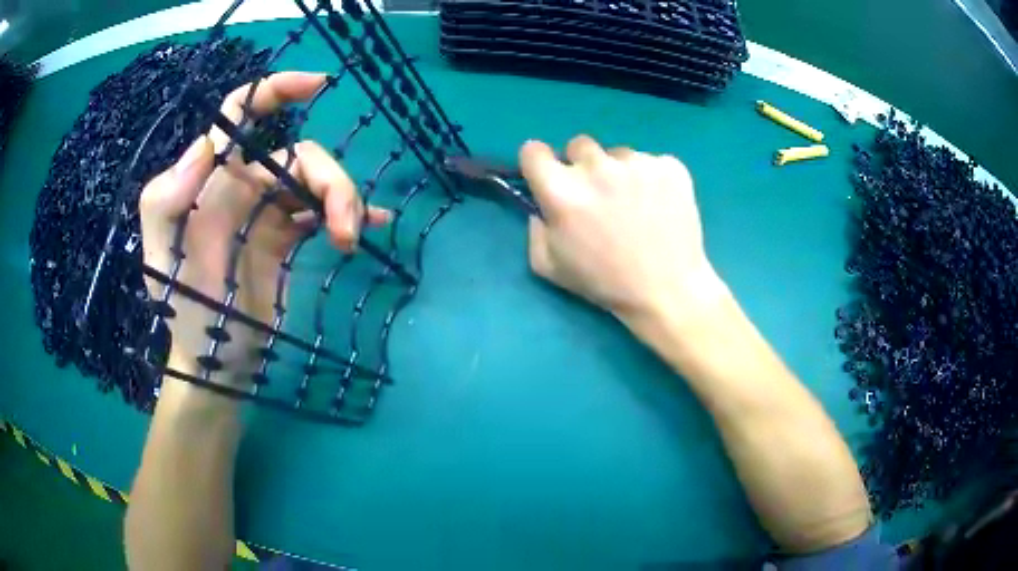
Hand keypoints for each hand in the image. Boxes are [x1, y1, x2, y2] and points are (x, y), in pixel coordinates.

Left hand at [140, 72, 388, 384]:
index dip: (276, 90)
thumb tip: (203, 146)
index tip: (318, 86)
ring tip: (349, 240)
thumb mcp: (162, 257)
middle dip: (330, 180)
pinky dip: (350, 213)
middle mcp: (243, 185)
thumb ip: (165, 200)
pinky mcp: (288, 237)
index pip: (241, 115)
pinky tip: (371, 225)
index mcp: (212, 179)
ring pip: (318, 182)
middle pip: (300, 156)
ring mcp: (268, 210)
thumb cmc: (183, 307)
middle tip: (343, 229)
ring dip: (344, 201)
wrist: (215, 356)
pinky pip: (323, 212)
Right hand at [521, 135, 725, 328]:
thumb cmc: (606, 283)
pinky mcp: (670, 166)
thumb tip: (542, 204)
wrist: (668, 291)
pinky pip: (651, 162)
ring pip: (618, 154)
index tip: (549, 175)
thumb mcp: (550, 267)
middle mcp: (598, 167)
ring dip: (620, 172)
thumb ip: (535, 228)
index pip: (533, 150)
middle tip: (597, 195)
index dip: (538, 163)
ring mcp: (637, 163)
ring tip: (635, 206)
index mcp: (562, 191)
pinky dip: (652, 179)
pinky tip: (658, 206)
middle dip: (581, 165)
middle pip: (578, 145)